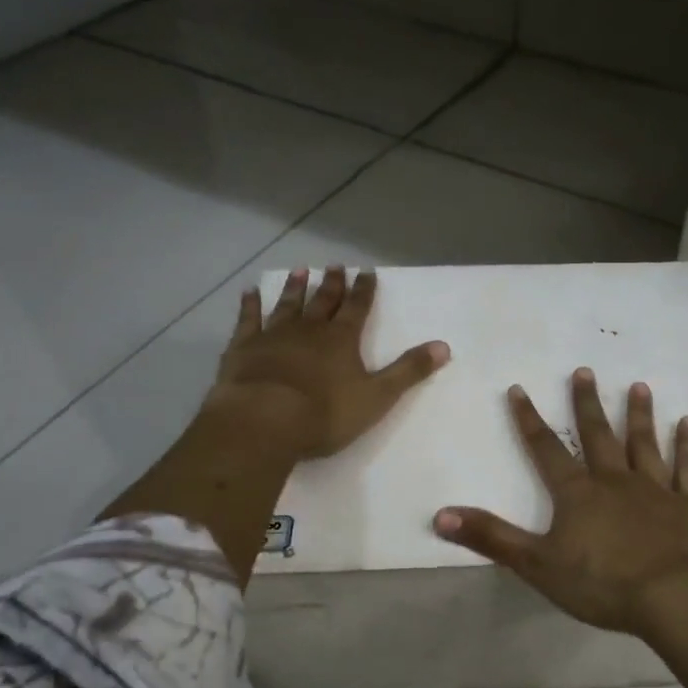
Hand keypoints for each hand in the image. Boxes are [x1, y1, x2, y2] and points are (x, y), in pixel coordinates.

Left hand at [208, 267, 449, 459]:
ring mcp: (273, 336)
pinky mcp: (243, 349)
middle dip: (332, 285)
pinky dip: (250, 305)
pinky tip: (250, 293)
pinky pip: (248, 320)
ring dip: (295, 289)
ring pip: (287, 306)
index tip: (367, 273)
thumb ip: (409, 371)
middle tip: (335, 266)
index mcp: (342, 340)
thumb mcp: (377, 396)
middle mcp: (309, 330)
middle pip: (324, 302)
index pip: (357, 308)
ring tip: (301, 271)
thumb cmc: (325, 413)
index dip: (364, 291)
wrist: (264, 421)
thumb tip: (444, 346)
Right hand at [433, 369, 687, 638]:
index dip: (529, 420)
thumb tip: (441, 515)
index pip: (546, 450)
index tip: (518, 389)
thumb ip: (491, 538)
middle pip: (598, 435)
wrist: (673, 597)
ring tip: (638, 386)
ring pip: (644, 443)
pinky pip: (687, 468)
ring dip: (639, 415)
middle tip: (584, 370)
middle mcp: (615, 480)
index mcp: (577, 493)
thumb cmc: (602, 583)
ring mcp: (656, 489)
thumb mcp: (537, 564)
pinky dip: (687, 445)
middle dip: (587, 404)